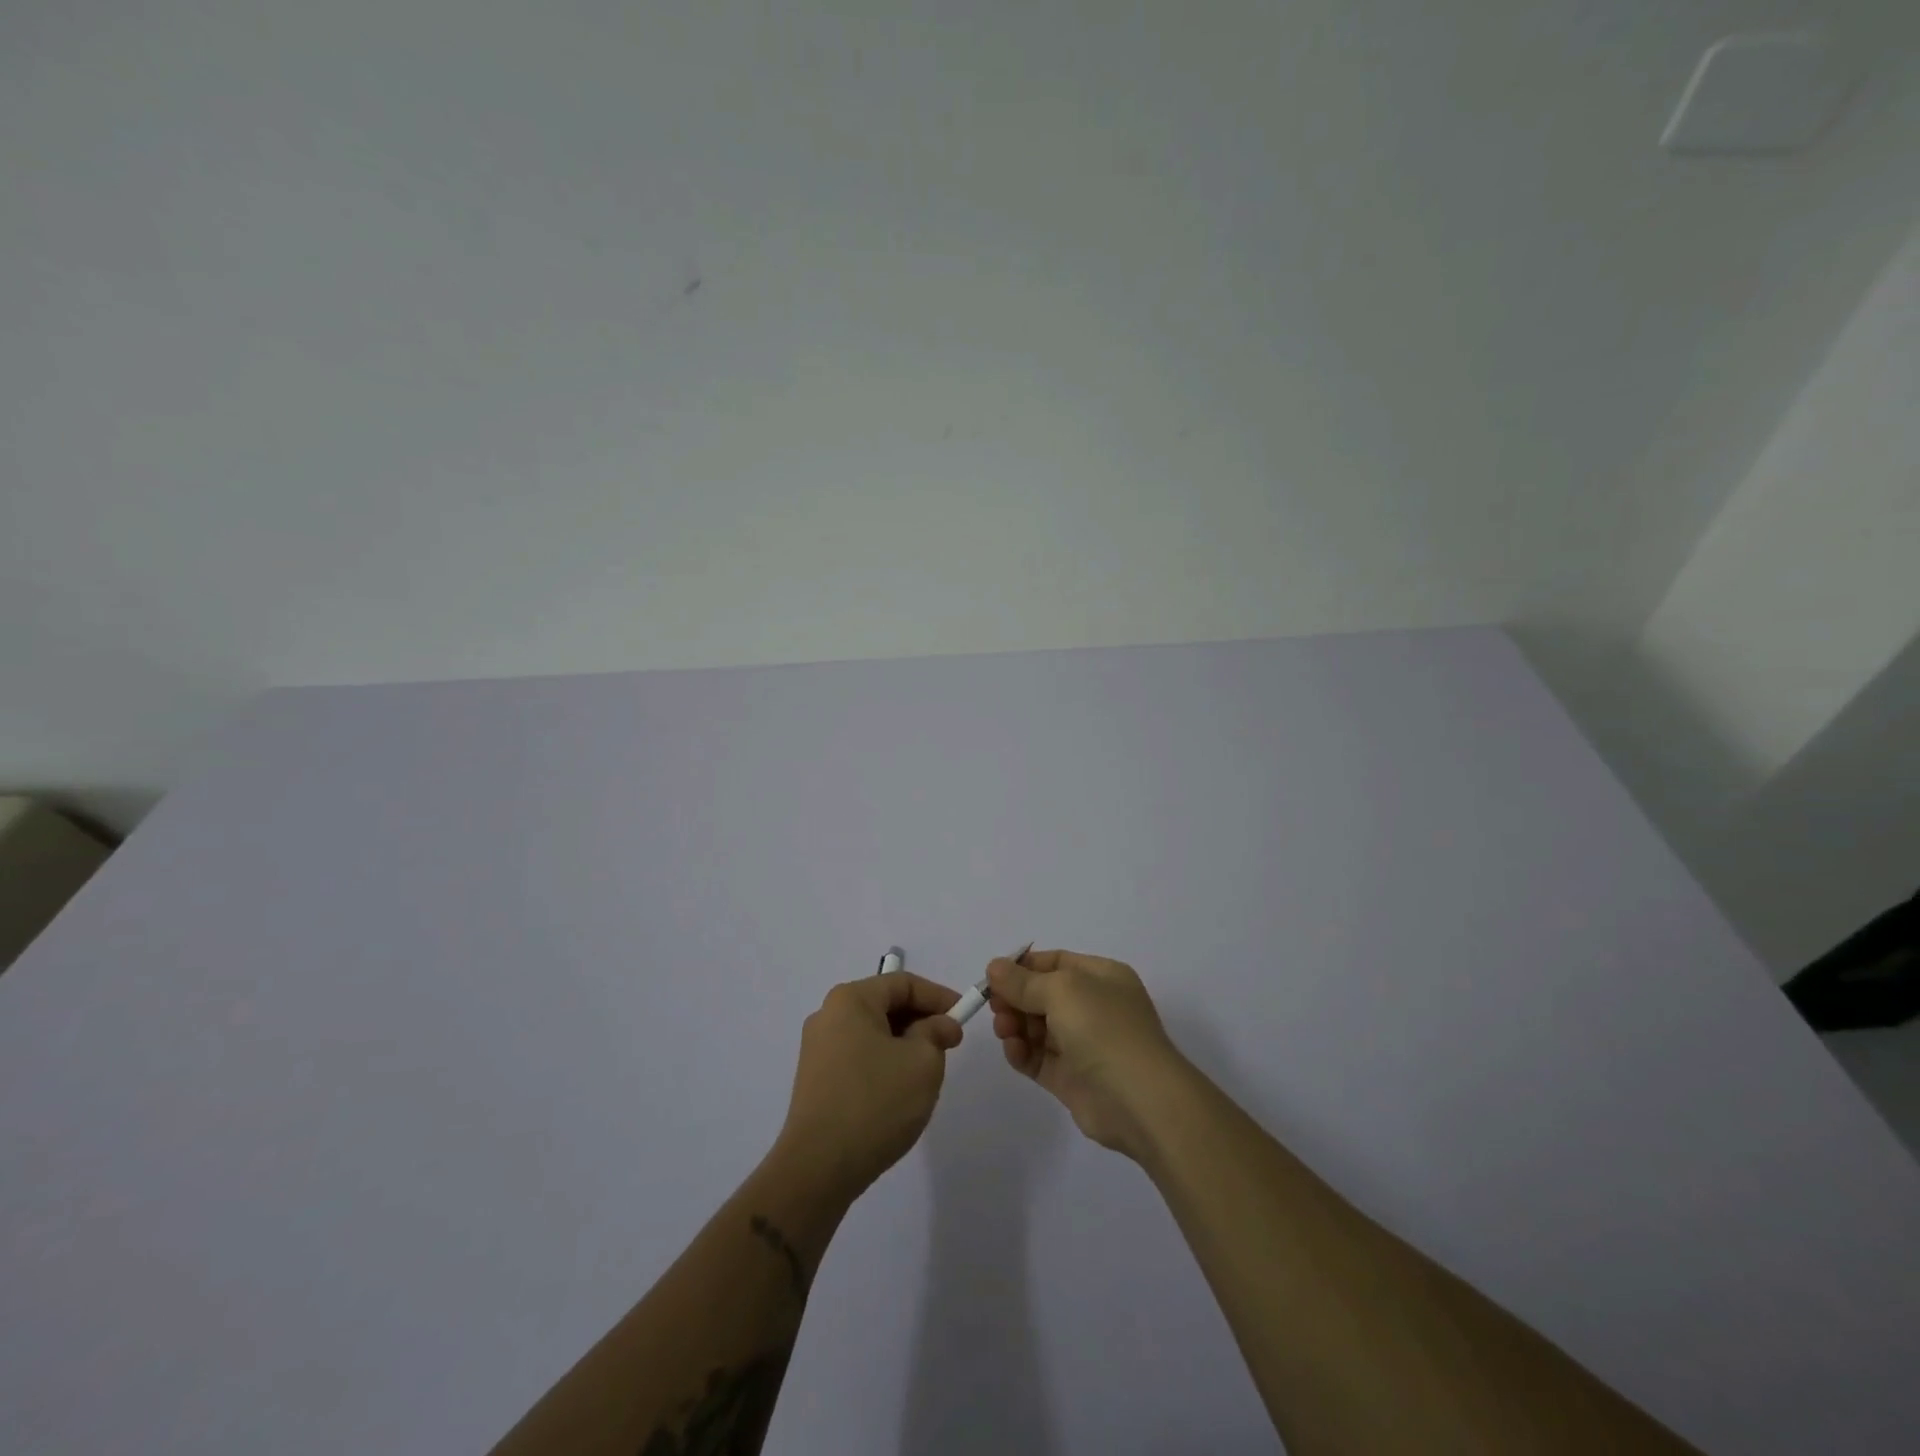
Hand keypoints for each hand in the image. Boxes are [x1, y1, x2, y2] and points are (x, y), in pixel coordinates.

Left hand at [776, 972, 963, 1200]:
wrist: (818, 1168)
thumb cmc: (876, 1102)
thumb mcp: (922, 1062)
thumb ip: (936, 1033)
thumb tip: (940, 1025)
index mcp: (850, 1000)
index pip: (903, 983)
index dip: (938, 996)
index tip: (964, 1016)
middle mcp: (828, 1015)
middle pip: (885, 1005)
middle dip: (922, 1020)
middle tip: (950, 1044)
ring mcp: (817, 1049)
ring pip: (873, 1033)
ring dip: (905, 1044)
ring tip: (929, 1070)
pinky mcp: (816, 1080)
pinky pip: (859, 1056)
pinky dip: (885, 1062)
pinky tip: (900, 1090)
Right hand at [988, 949, 1185, 1159]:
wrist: (1139, 1100)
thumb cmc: (1103, 1028)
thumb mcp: (1062, 990)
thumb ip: (1023, 981)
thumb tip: (994, 967)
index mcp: (1101, 977)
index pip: (1055, 963)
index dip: (1022, 967)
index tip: (993, 977)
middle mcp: (1094, 1007)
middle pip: (1042, 996)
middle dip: (1015, 998)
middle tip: (995, 1007)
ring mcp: (1083, 1044)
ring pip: (1037, 1028)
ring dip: (1015, 1025)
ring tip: (1004, 1031)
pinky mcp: (1071, 1078)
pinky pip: (1038, 1059)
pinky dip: (1022, 1053)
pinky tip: (1013, 1051)